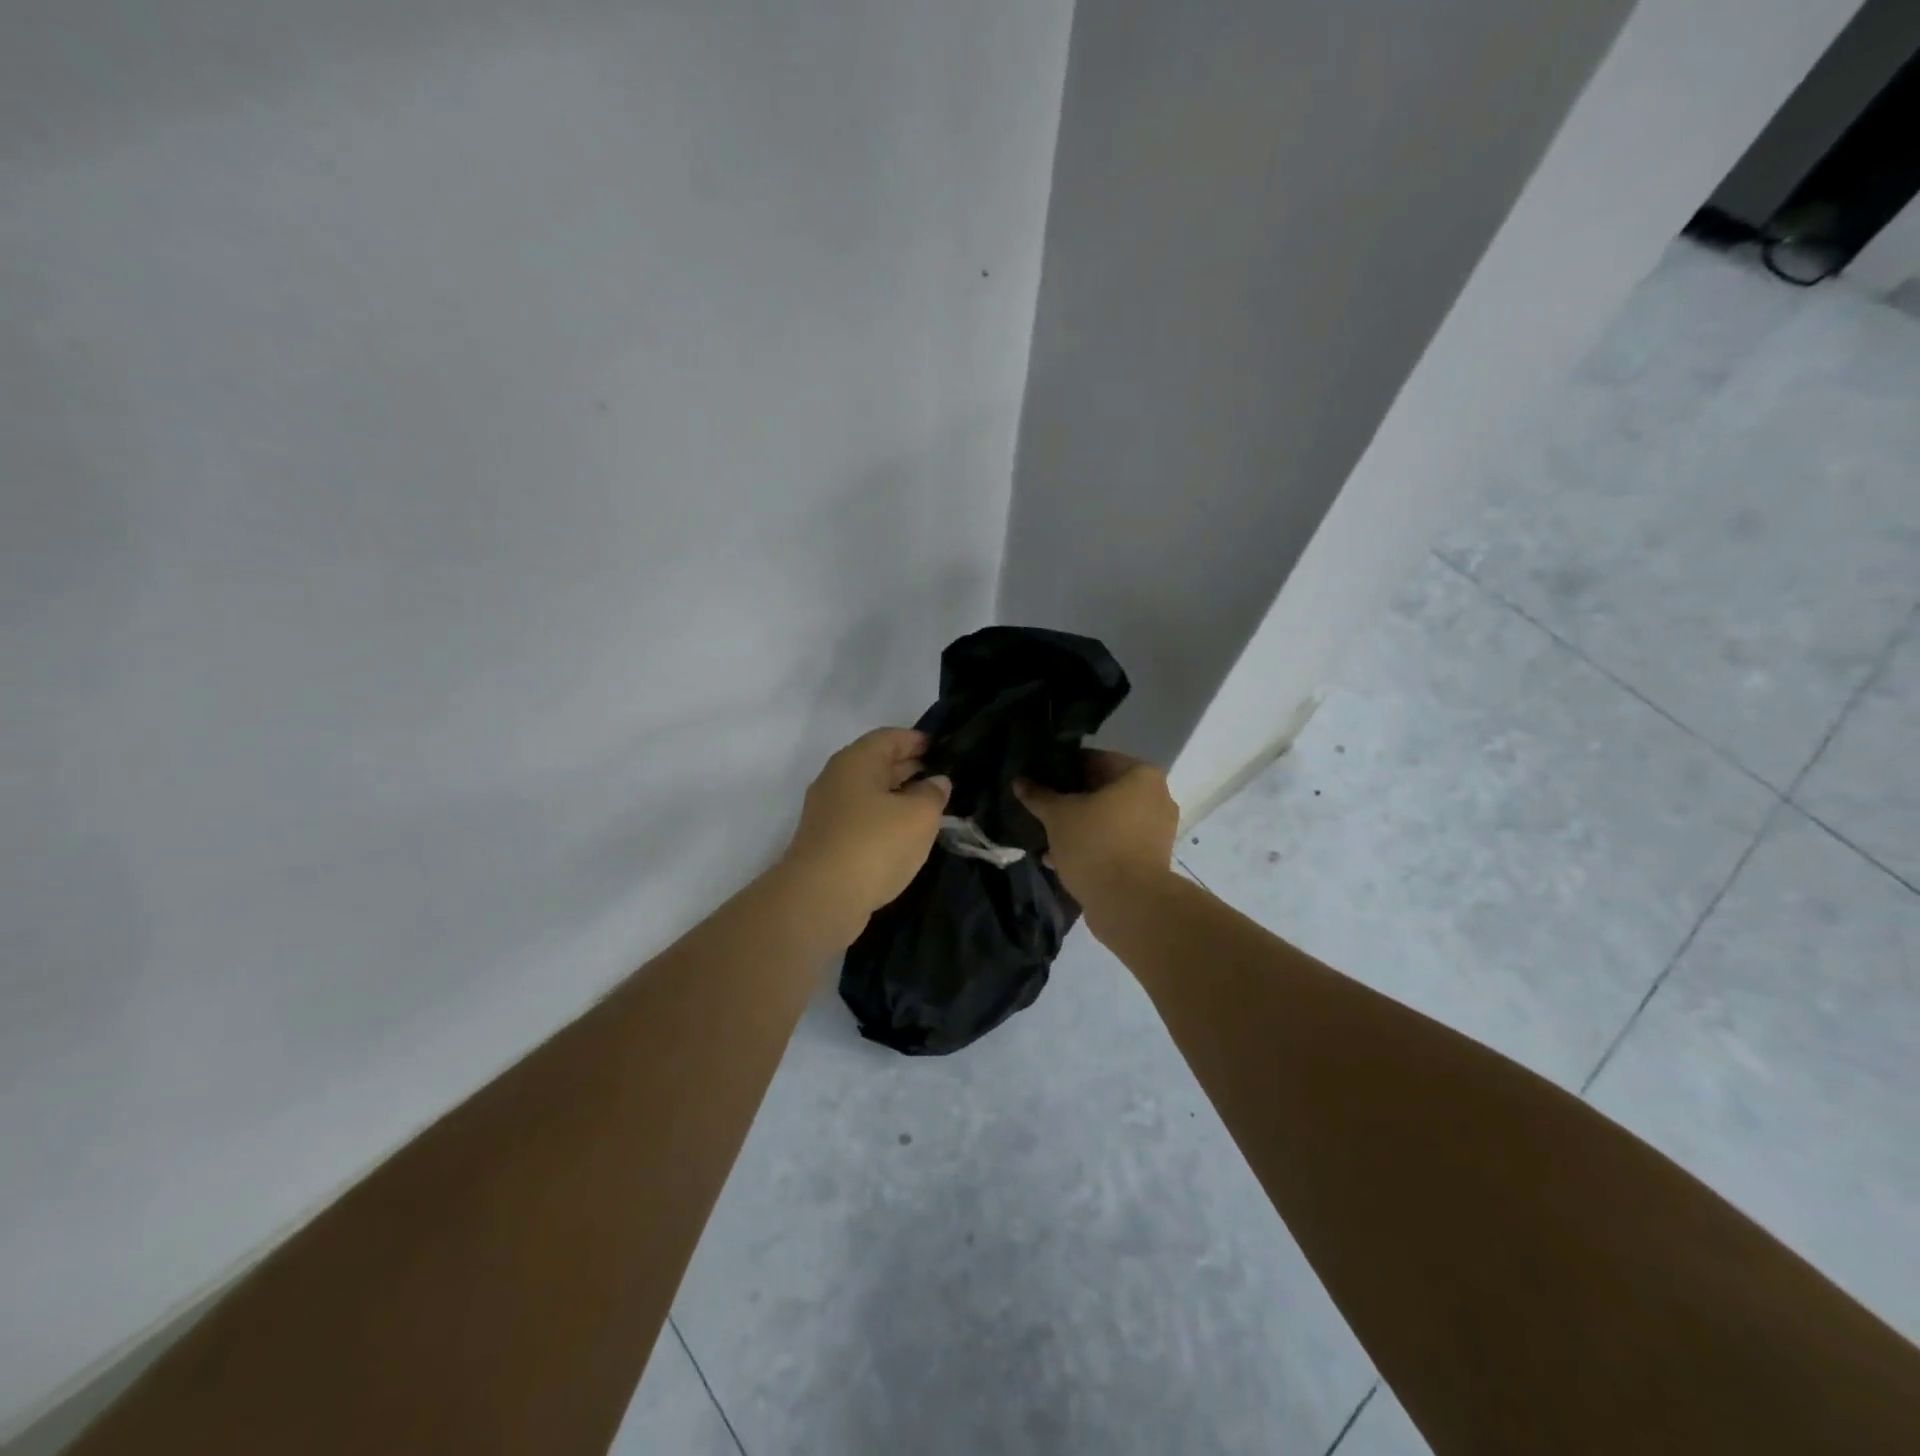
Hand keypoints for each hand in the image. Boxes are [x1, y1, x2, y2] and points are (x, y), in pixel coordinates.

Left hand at [781, 728, 950, 934]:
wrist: (820, 898)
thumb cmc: (874, 844)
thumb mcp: (919, 815)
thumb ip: (933, 793)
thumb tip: (936, 782)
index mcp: (856, 760)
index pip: (891, 737)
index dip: (919, 740)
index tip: (945, 749)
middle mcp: (837, 778)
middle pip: (878, 763)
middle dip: (911, 768)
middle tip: (944, 779)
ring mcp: (828, 811)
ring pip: (870, 793)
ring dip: (899, 797)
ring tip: (931, 808)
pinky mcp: (826, 841)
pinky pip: (862, 819)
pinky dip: (885, 820)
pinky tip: (905, 836)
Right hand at [1015, 750, 1178, 911]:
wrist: (1129, 904)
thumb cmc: (1095, 844)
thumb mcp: (1058, 816)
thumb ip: (1039, 796)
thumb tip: (1019, 781)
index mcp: (1141, 776)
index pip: (1095, 759)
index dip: (1064, 767)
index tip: (1040, 777)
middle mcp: (1156, 798)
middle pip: (1103, 790)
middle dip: (1071, 799)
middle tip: (1042, 805)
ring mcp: (1156, 831)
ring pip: (1108, 819)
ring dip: (1079, 825)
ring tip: (1046, 834)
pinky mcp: (1150, 859)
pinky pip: (1115, 842)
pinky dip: (1092, 846)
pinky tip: (1059, 858)